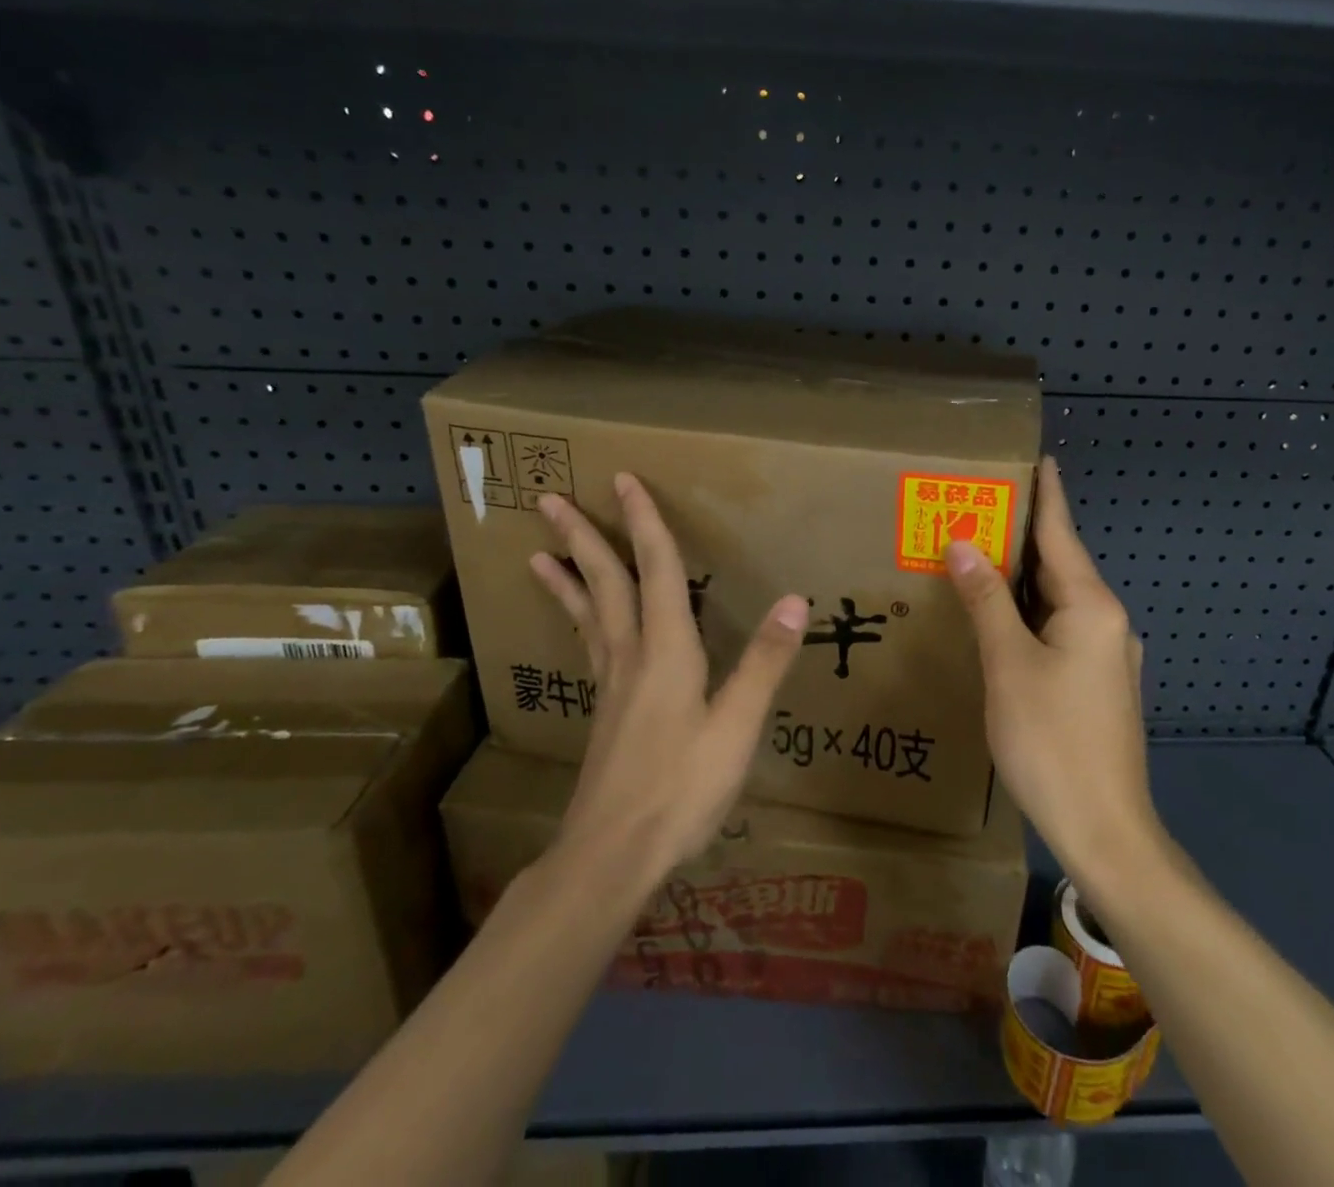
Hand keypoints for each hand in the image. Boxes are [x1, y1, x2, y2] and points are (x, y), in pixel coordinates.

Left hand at [530, 473, 809, 883]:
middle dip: (582, 538)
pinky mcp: (604, 710)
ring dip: (567, 576)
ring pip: (587, 614)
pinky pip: (589, 644)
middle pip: (603, 583)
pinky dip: (578, 617)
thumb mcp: (736, 726)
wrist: (611, 855)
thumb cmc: (680, 789)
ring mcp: (611, 684)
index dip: (644, 522)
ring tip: (538, 553)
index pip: (655, 570)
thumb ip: (764, 661)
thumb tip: (795, 599)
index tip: (624, 479)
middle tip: (550, 500)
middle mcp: (631, 655)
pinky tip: (581, 624)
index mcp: (666, 650)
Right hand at [945, 456, 1162, 893]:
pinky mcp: (1097, 682)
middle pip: (1059, 564)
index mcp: (1091, 606)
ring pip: (1057, 599)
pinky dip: (1028, 611)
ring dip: (1021, 576)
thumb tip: (962, 543)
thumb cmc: (1053, 740)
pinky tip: (1001, 617)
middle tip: (977, 506)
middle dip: (1020, 535)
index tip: (1037, 457)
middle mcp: (1106, 621)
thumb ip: (986, 599)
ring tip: (979, 553)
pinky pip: (1059, 628)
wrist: (1105, 830)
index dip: (1046, 493)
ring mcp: (1106, 654)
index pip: (1061, 533)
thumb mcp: (1009, 664)